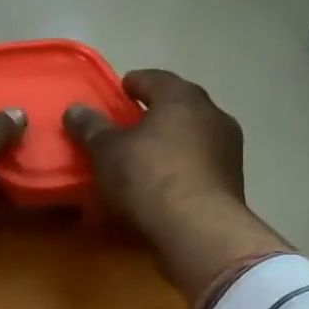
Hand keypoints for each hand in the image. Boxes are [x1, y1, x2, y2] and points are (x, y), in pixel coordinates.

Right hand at [64, 70, 290, 308]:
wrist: (199, 230)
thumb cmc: (149, 177)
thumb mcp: (107, 152)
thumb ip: (91, 127)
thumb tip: (75, 109)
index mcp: (182, 97)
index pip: (155, 79)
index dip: (134, 83)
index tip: (120, 90)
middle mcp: (212, 115)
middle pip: (179, 106)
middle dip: (156, 113)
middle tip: (131, 125)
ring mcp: (228, 149)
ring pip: (193, 136)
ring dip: (172, 142)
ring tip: (147, 157)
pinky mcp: (233, 182)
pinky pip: (201, 165)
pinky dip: (183, 168)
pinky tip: (166, 183)